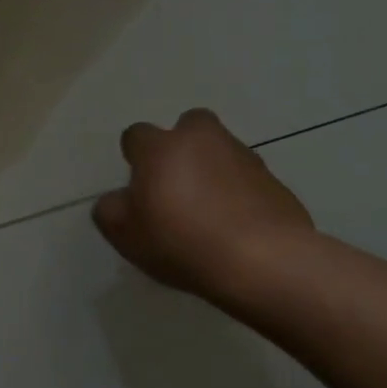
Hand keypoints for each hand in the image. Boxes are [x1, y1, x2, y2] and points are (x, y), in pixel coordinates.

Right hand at [92, 109, 313, 301]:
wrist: (263, 262)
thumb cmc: (180, 241)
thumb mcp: (124, 234)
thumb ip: (110, 209)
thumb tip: (119, 199)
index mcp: (161, 148)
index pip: (136, 135)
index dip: (135, 157)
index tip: (138, 187)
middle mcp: (203, 140)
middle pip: (189, 126)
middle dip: (182, 146)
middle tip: (176, 184)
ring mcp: (244, 158)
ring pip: (221, 151)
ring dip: (212, 170)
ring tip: (208, 212)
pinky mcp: (275, 181)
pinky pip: (247, 180)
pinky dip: (239, 194)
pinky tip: (234, 226)